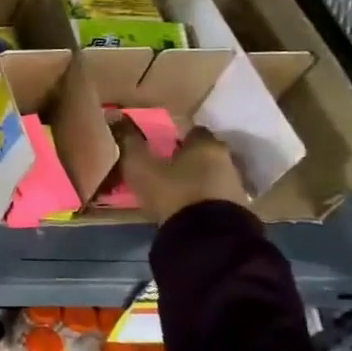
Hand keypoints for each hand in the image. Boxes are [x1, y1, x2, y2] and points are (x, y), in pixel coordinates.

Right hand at [110, 116, 249, 224]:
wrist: (207, 235)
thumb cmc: (173, 191)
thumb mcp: (141, 166)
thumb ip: (129, 141)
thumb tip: (114, 115)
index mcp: (204, 144)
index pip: (191, 129)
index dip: (174, 135)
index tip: (157, 144)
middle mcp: (225, 158)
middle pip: (203, 151)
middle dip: (186, 156)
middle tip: (163, 166)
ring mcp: (235, 184)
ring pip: (211, 173)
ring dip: (195, 177)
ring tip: (173, 188)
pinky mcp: (237, 208)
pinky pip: (214, 194)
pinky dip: (202, 196)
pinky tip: (186, 205)